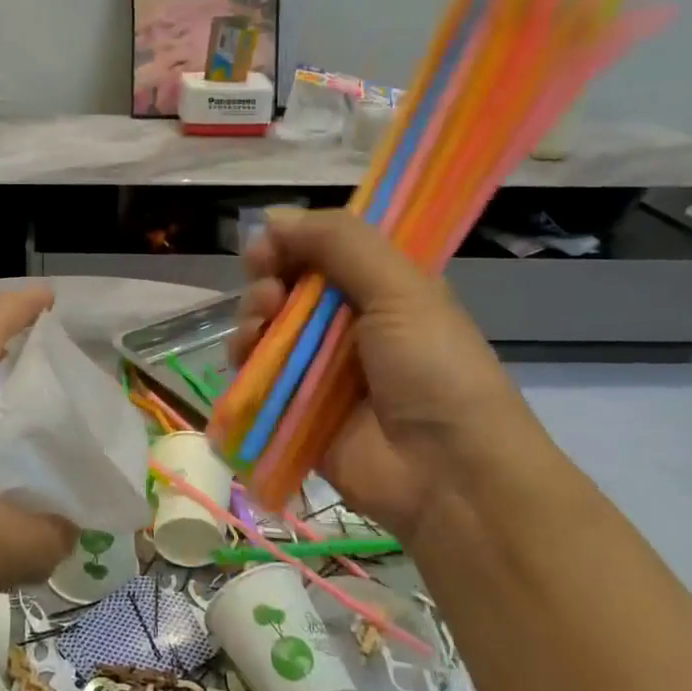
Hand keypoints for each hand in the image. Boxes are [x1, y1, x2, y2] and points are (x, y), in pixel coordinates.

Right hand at [232, 210, 544, 538]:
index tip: (270, 246)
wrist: (448, 473)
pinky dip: (243, 359)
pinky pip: (255, 373)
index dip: (291, 243)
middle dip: (267, 280)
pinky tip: (245, 355)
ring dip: (252, 317)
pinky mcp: (294, 408)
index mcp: (380, 289)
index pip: (322, 251)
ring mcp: (318, 369)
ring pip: (265, 327)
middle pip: (287, 286)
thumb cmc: (433, 368)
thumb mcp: (401, 288)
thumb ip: (340, 242)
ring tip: (261, 325)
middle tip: (271, 292)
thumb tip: (274, 217)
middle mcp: (346, 324)